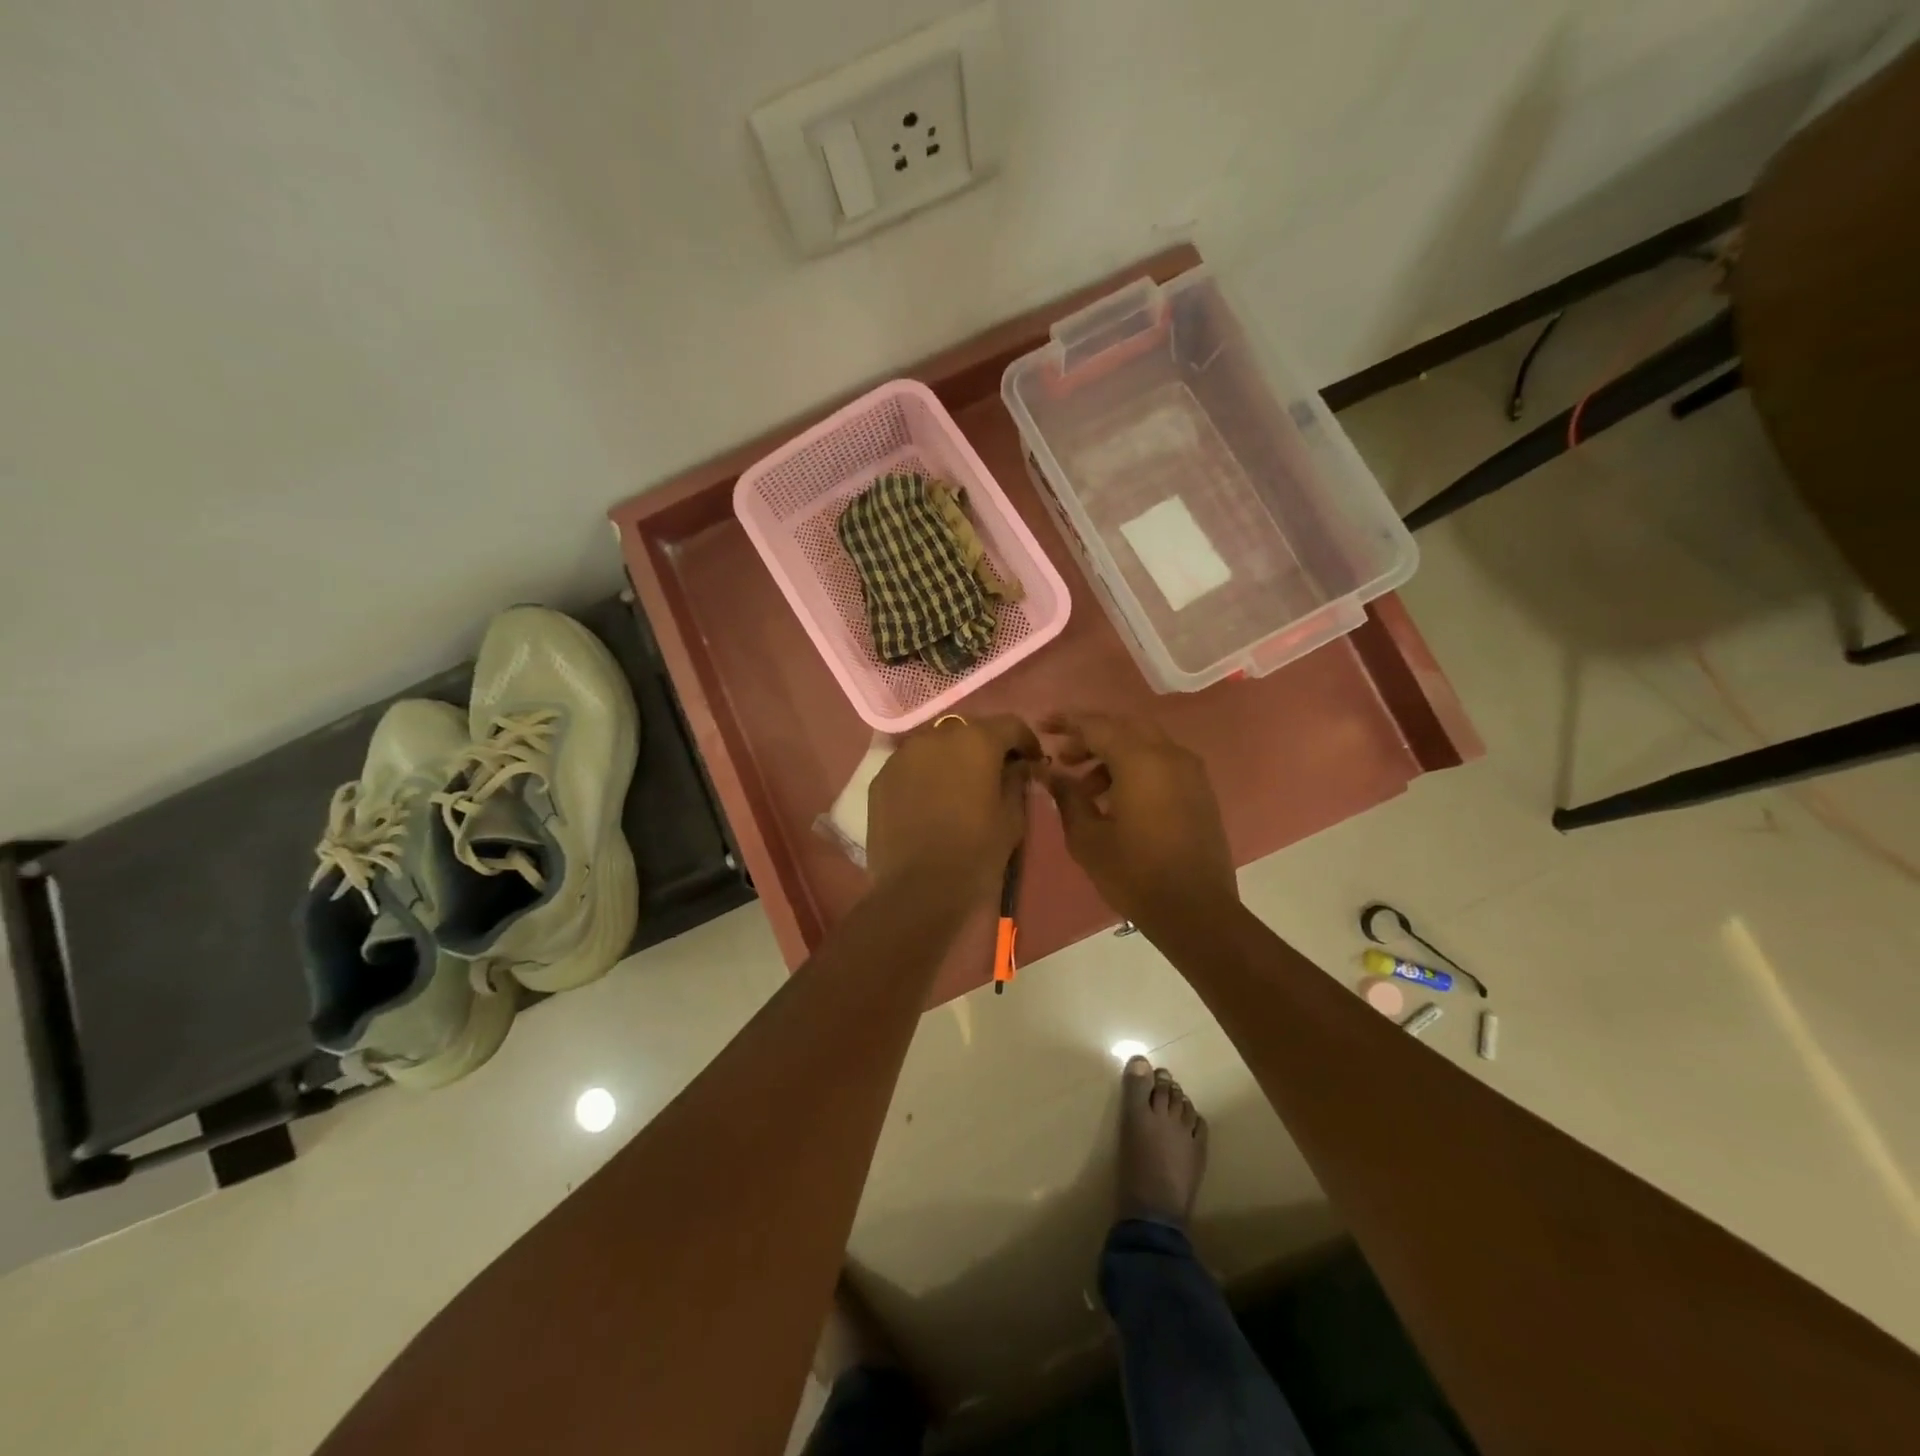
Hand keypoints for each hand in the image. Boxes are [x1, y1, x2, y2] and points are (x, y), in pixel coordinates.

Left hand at [866, 714, 1040, 900]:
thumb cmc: (975, 853)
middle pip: (969, 730)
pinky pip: (911, 765)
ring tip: (959, 787)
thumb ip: (1017, 782)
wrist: (916, 889)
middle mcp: (937, 736)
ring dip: (952, 757)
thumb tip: (1017, 767)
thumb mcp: (1011, 819)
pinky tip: (930, 801)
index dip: (1025, 740)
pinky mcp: (881, 777)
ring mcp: (904, 754)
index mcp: (976, 741)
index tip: (1031, 761)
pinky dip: (925, 774)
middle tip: (995, 773)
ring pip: (936, 745)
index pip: (1009, 724)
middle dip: (986, 746)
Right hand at [1039, 712, 1237, 932]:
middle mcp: (1170, 755)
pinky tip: (1116, 798)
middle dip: (1091, 736)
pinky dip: (1136, 767)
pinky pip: (1162, 762)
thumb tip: (1049, 772)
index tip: (1042, 725)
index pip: (1097, 726)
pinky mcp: (1200, 791)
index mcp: (1140, 760)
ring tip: (1086, 788)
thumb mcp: (1087, 837)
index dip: (1067, 722)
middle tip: (1064, 756)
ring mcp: (1190, 772)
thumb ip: (1067, 796)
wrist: (1196, 911)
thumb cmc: (1134, 873)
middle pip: (1124, 727)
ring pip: (1145, 743)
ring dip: (1113, 754)